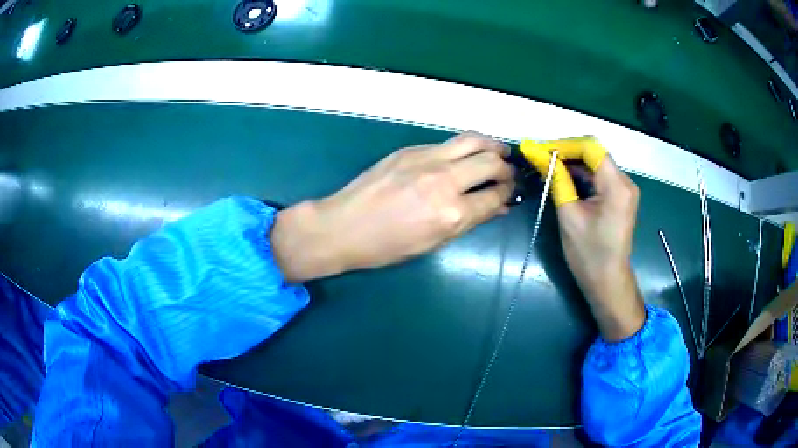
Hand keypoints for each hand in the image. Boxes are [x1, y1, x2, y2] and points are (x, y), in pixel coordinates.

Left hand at [271, 132, 514, 282]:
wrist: (343, 226)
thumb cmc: (387, 247)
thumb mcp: (433, 243)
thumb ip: (469, 221)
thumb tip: (496, 207)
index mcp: (451, 213)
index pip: (495, 196)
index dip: (508, 194)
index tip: (512, 193)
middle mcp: (444, 180)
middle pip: (490, 163)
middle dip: (507, 168)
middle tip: (508, 174)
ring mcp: (427, 159)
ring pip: (472, 140)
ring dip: (492, 145)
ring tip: (499, 152)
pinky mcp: (411, 149)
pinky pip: (448, 143)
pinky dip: (465, 147)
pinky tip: (465, 155)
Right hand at [522, 137, 644, 340]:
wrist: (608, 280)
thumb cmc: (588, 253)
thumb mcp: (569, 215)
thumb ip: (557, 179)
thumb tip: (537, 154)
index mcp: (616, 185)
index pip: (590, 148)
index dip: (564, 145)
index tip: (540, 150)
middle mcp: (625, 181)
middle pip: (595, 153)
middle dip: (567, 152)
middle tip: (541, 157)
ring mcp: (624, 189)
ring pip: (596, 163)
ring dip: (573, 163)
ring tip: (548, 167)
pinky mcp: (620, 197)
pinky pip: (600, 176)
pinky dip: (582, 175)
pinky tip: (564, 178)